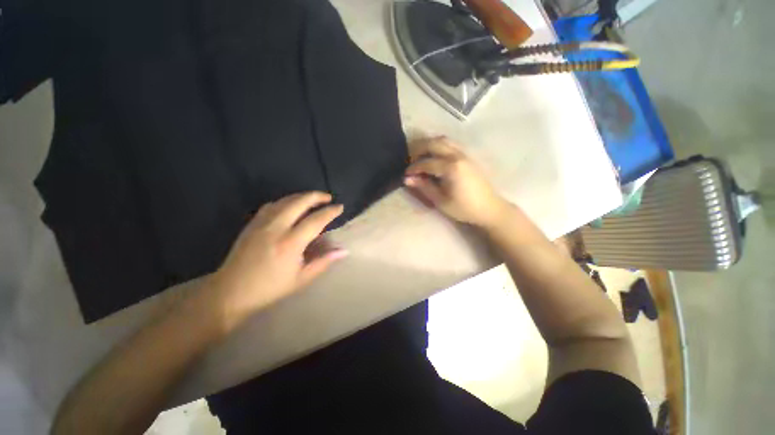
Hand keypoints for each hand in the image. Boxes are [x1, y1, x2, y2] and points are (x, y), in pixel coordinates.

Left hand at [210, 192, 347, 324]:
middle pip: (299, 202)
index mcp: (290, 243)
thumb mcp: (301, 279)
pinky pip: (271, 205)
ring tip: (313, 199)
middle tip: (328, 197)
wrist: (230, 292)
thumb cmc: (270, 288)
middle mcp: (276, 228)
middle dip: (316, 196)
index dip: (330, 212)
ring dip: (301, 196)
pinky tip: (290, 206)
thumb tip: (343, 250)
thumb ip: (324, 261)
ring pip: (285, 200)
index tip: (340, 207)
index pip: (316, 220)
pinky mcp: (252, 224)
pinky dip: (285, 201)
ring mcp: (261, 223)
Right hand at [404, 137, 509, 228]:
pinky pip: (451, 144)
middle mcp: (458, 156)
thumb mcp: (441, 201)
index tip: (405, 174)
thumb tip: (407, 179)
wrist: (489, 208)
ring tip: (420, 156)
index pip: (426, 163)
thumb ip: (424, 187)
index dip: (413, 168)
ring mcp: (464, 154)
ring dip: (429, 145)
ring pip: (443, 140)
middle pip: (434, 143)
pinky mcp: (468, 157)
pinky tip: (434, 156)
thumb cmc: (464, 208)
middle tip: (410, 160)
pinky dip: (439, 146)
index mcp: (451, 168)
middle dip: (418, 149)